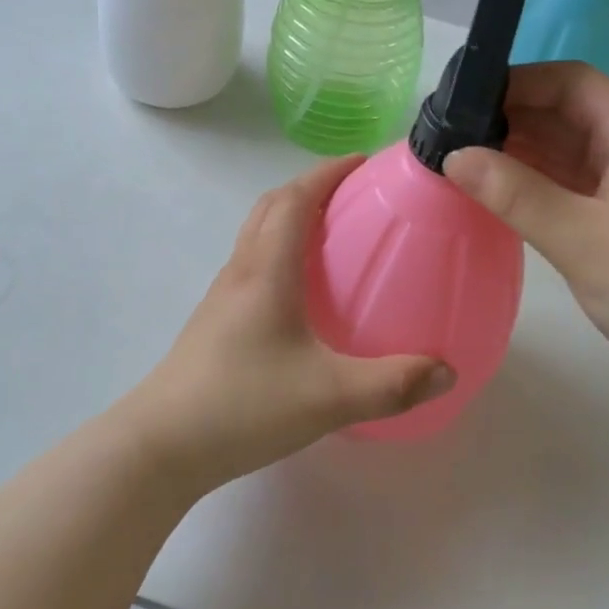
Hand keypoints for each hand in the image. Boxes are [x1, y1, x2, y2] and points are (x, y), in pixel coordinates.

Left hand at [125, 157, 454, 493]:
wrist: (161, 445)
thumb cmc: (242, 405)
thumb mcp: (329, 397)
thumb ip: (392, 385)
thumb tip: (447, 371)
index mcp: (266, 271)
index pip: (293, 199)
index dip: (326, 173)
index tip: (362, 162)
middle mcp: (241, 273)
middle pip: (271, 207)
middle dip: (309, 187)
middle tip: (352, 194)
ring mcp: (222, 298)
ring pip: (257, 236)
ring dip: (291, 219)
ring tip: (332, 236)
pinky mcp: (215, 323)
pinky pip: (252, 267)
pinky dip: (280, 255)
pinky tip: (303, 296)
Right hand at [445, 61, 608, 401]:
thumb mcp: (578, 238)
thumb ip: (514, 193)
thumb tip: (452, 156)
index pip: (572, 82)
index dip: (519, 82)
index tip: (466, 100)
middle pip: (568, 113)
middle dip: (512, 117)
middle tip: (451, 134)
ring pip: (569, 149)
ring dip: (521, 151)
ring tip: (463, 160)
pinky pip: (573, 182)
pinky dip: (536, 182)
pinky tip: (498, 191)